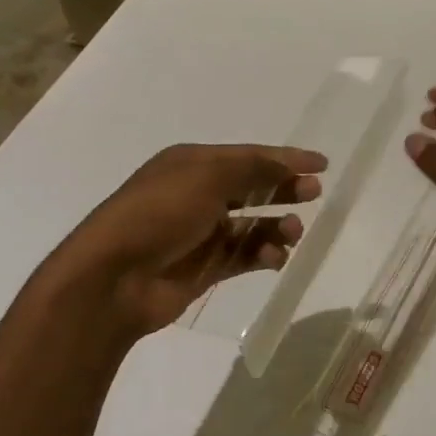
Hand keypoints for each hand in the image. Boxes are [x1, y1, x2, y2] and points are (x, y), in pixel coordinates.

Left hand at [33, 143, 325, 341]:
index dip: (285, 157)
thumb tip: (289, 165)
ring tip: (294, 233)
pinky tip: (275, 258)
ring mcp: (201, 233)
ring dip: (277, 226)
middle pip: (252, 187)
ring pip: (252, 224)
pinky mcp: (205, 268)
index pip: (249, 156)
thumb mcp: (207, 177)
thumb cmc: (159, 214)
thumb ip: (254, 168)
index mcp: (192, 164)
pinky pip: (244, 256)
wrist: (113, 279)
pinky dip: (263, 255)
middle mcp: (197, 195)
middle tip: (314, 194)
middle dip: (284, 189)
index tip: (322, 164)